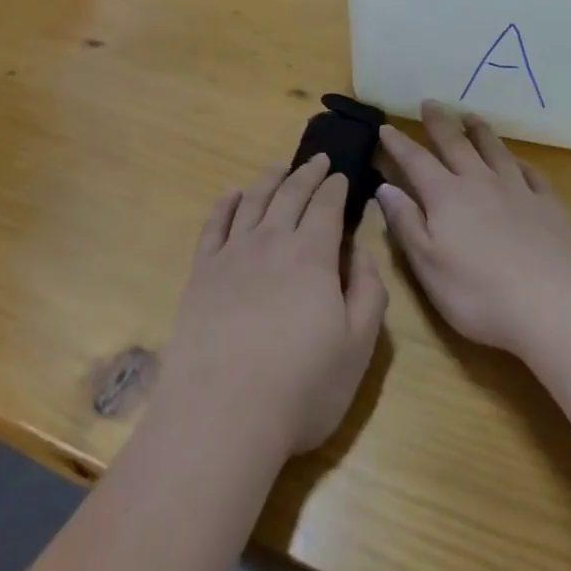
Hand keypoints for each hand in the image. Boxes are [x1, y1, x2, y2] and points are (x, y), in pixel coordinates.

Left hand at [157, 156, 387, 462]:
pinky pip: (214, 224)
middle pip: (290, 194)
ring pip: (253, 201)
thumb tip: (361, 250)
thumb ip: (368, 291)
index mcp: (312, 255)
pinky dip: (224, 203)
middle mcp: (271, 241)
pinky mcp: (202, 271)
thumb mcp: (358, 346)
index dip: (335, 188)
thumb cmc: (301, 386)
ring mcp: (232, 253)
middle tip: (317, 159)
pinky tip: (231, 193)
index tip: (340, 175)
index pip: (326, 207)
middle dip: (307, 173)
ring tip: (279, 166)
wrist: (223, 411)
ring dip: (269, 179)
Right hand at [376, 102, 570, 357]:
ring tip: (470, 116)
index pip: (415, 161)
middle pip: (455, 145)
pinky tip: (518, 161)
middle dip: (439, 123)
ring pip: (495, 151)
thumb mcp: (427, 263)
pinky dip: (521, 162)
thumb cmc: (478, 293)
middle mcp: (479, 183)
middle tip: (430, 103)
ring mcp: (518, 192)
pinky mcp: (549, 207)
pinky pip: (533, 175)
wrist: (554, 307)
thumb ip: (405, 222)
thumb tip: (385, 187)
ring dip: (480, 131)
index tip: (386, 127)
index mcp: (445, 196)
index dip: (399, 144)